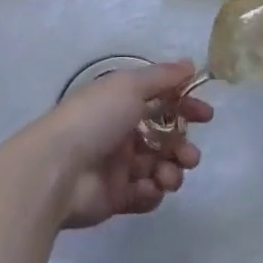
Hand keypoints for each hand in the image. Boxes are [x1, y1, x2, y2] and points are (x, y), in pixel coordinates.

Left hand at [24, 60, 210, 228]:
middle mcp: (120, 133)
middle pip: (163, 139)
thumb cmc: (95, 119)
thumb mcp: (129, 86)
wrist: (56, 169)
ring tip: (169, 177)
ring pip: (158, 168)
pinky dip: (152, 192)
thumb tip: (190, 64)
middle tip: (190, 156)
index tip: (206, 116)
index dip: (185, 106)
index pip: (161, 102)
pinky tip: (148, 189)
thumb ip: (162, 77)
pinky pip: (144, 195)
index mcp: (120, 103)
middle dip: (183, 147)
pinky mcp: (115, 198)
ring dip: (172, 171)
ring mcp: (117, 167)